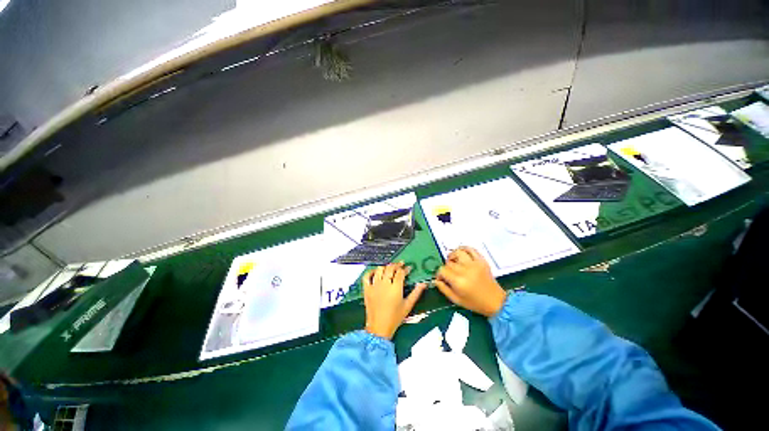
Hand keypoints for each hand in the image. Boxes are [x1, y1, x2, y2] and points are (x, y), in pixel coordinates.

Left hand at [363, 262, 426, 339]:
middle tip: (400, 265)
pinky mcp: (366, 289)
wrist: (379, 327)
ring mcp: (374, 285)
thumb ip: (416, 293)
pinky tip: (376, 272)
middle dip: (396, 265)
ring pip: (379, 269)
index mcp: (395, 288)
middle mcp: (384, 284)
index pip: (400, 272)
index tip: (409, 268)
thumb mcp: (408, 306)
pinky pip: (367, 276)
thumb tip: (423, 284)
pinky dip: (371, 271)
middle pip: (390, 268)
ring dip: (385, 267)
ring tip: (390, 268)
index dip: (405, 269)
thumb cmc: (395, 317)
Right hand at [434, 247, 507, 316]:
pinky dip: (464, 248)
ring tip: (453, 261)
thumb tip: (436, 280)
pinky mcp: (482, 261)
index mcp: (458, 281)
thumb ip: (444, 289)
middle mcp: (465, 270)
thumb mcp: (456, 300)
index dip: (439, 274)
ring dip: (453, 256)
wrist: (495, 302)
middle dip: (446, 267)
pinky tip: (461, 253)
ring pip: (458, 252)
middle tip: (449, 273)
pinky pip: (471, 249)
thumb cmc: (475, 303)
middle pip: (449, 262)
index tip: (441, 278)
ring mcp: (474, 264)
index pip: (442, 270)